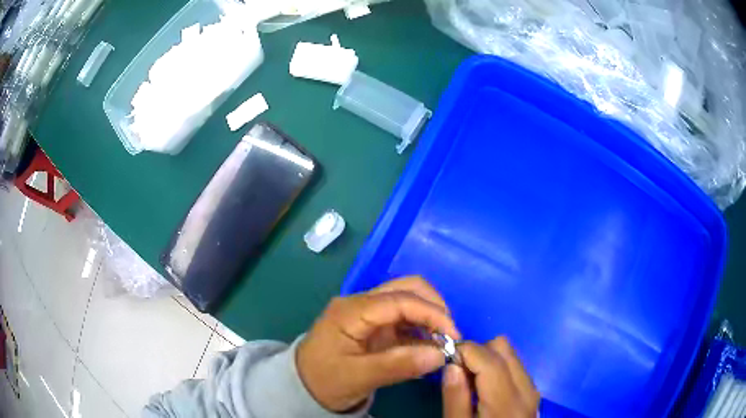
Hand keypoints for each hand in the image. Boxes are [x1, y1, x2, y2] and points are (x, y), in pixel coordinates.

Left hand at [297, 276, 460, 411]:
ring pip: (408, 299)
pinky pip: (404, 319)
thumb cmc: (324, 380)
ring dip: (430, 317)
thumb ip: (398, 365)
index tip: (454, 336)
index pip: (401, 300)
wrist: (302, 385)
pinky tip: (429, 348)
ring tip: (442, 343)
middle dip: (434, 308)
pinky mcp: (374, 325)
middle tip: (449, 336)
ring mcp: (368, 312)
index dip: (432, 313)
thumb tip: (440, 355)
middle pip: (407, 288)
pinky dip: (421, 329)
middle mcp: (361, 303)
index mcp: (353, 310)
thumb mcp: (358, 378)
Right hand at [442, 337, 538, 417]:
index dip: (464, 351)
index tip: (445, 361)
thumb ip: (455, 397)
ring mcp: (532, 391)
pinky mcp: (532, 394)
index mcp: (506, 401)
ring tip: (470, 383)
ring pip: (511, 355)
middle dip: (477, 352)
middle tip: (458, 373)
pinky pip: (515, 367)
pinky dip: (497, 368)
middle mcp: (526, 389)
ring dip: (487, 359)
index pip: (488, 357)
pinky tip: (484, 390)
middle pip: (503, 347)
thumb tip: (452, 365)